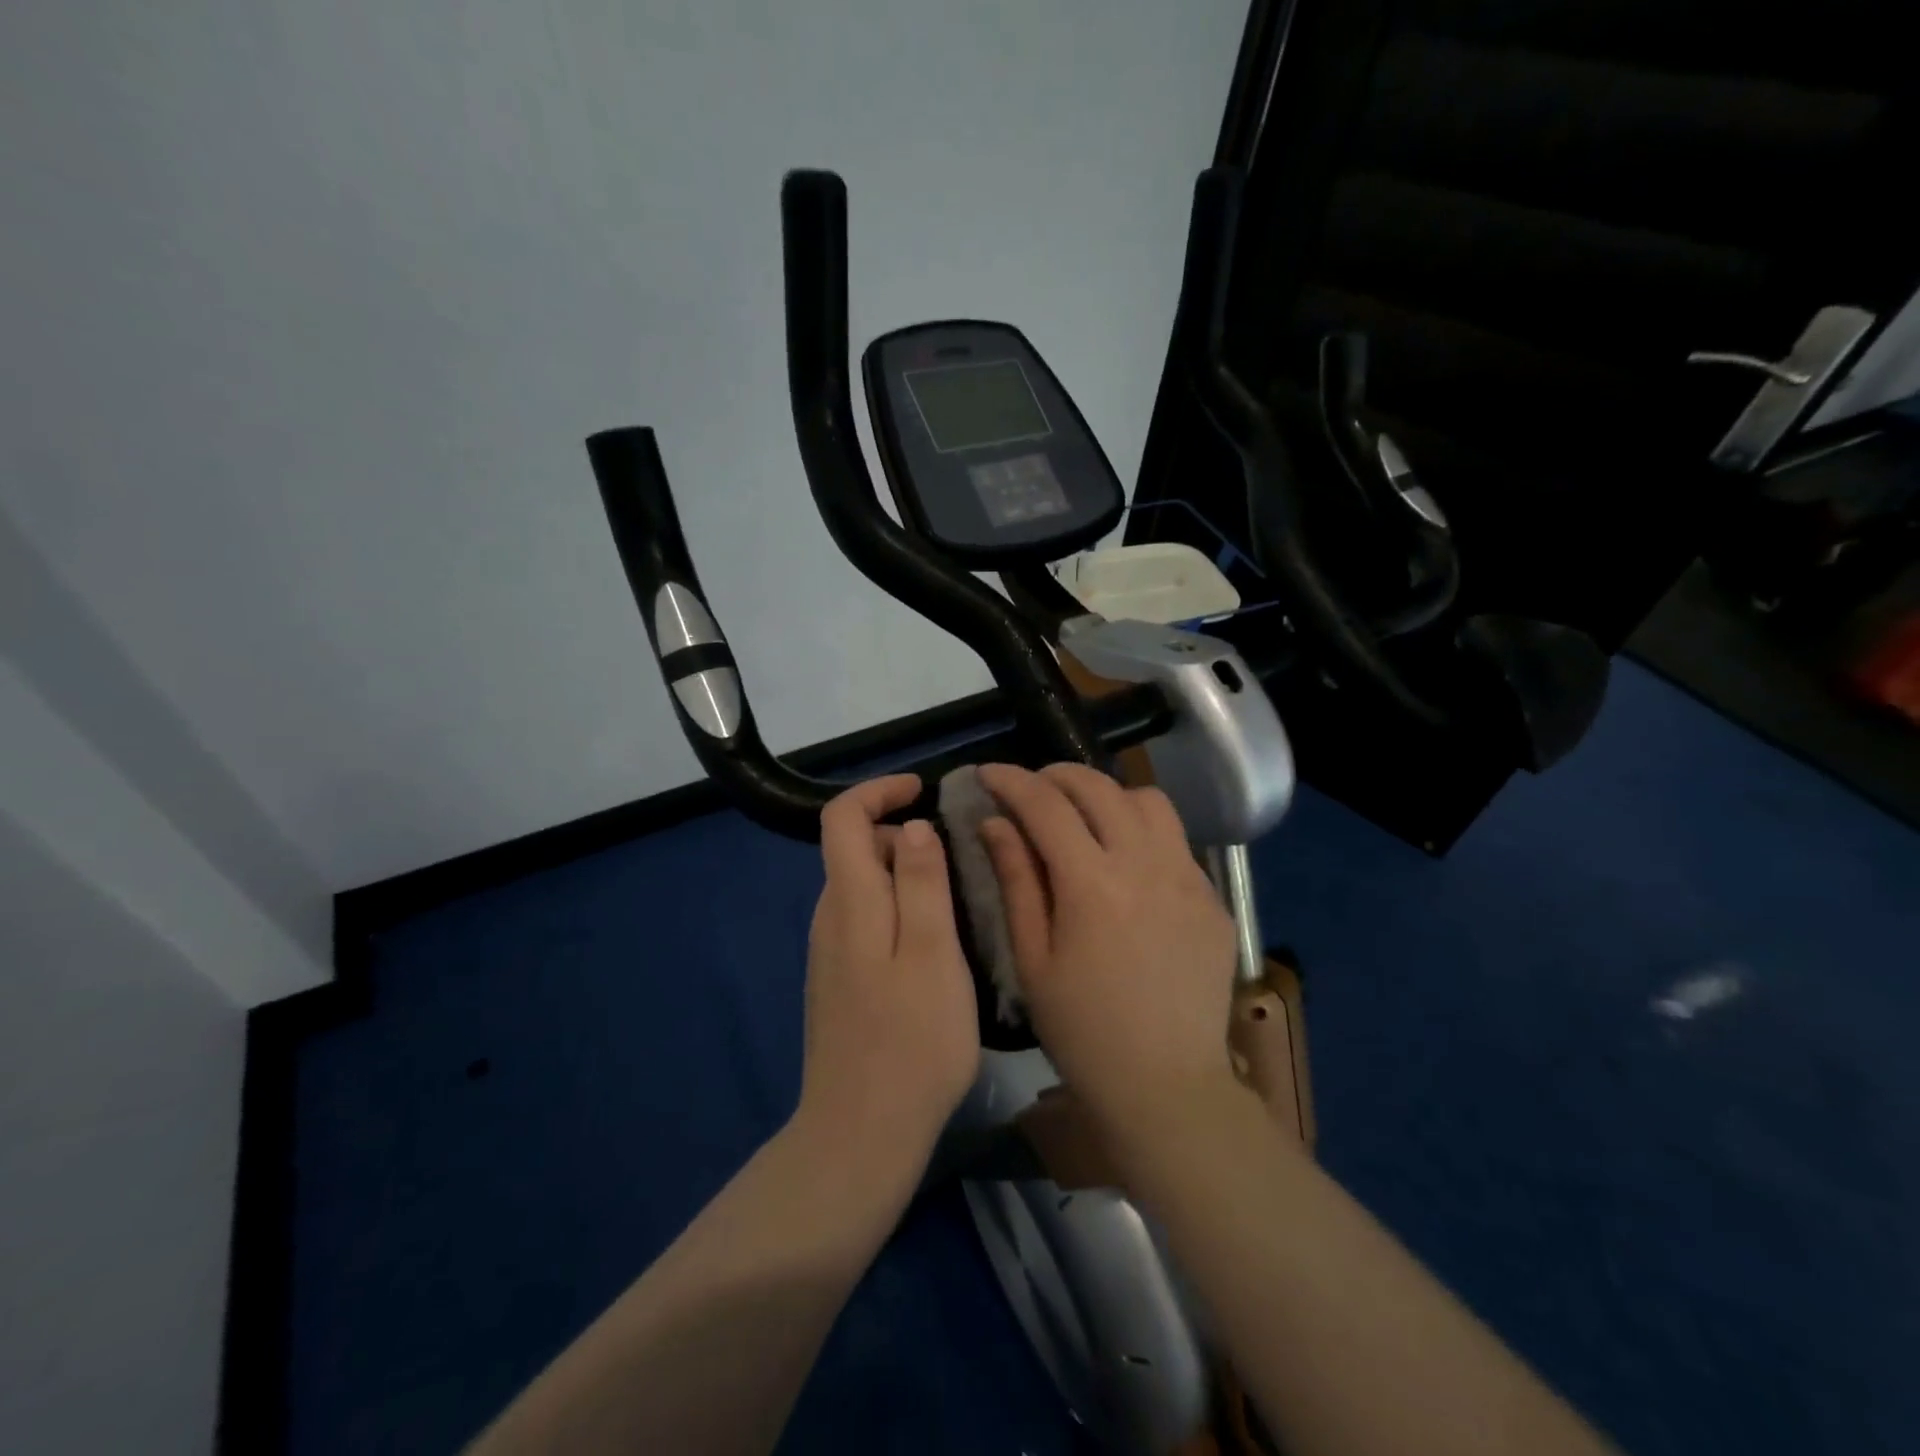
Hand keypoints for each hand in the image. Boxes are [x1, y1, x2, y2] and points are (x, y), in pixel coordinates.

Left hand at [795, 775, 979, 1169]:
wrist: (861, 1133)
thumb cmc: (911, 1040)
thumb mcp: (933, 952)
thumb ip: (921, 882)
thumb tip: (910, 826)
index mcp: (850, 902)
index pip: (841, 818)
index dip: (878, 791)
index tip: (922, 790)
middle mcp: (830, 919)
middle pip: (853, 850)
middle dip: (900, 834)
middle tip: (957, 856)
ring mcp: (830, 954)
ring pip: (863, 888)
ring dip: (903, 874)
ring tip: (956, 897)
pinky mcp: (839, 983)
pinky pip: (866, 922)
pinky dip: (897, 909)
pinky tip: (934, 945)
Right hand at [976, 763, 1238, 1132]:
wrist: (1166, 1085)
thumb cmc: (1082, 1030)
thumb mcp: (1032, 958)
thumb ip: (1015, 880)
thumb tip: (996, 822)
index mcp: (1092, 884)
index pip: (1046, 804)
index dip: (1011, 780)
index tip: (987, 773)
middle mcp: (1146, 865)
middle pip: (1099, 787)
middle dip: (1056, 775)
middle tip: (1030, 789)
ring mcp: (1189, 878)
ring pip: (1147, 800)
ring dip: (1107, 794)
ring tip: (1083, 816)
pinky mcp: (1213, 898)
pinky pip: (1175, 840)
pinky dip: (1141, 830)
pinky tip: (1125, 862)